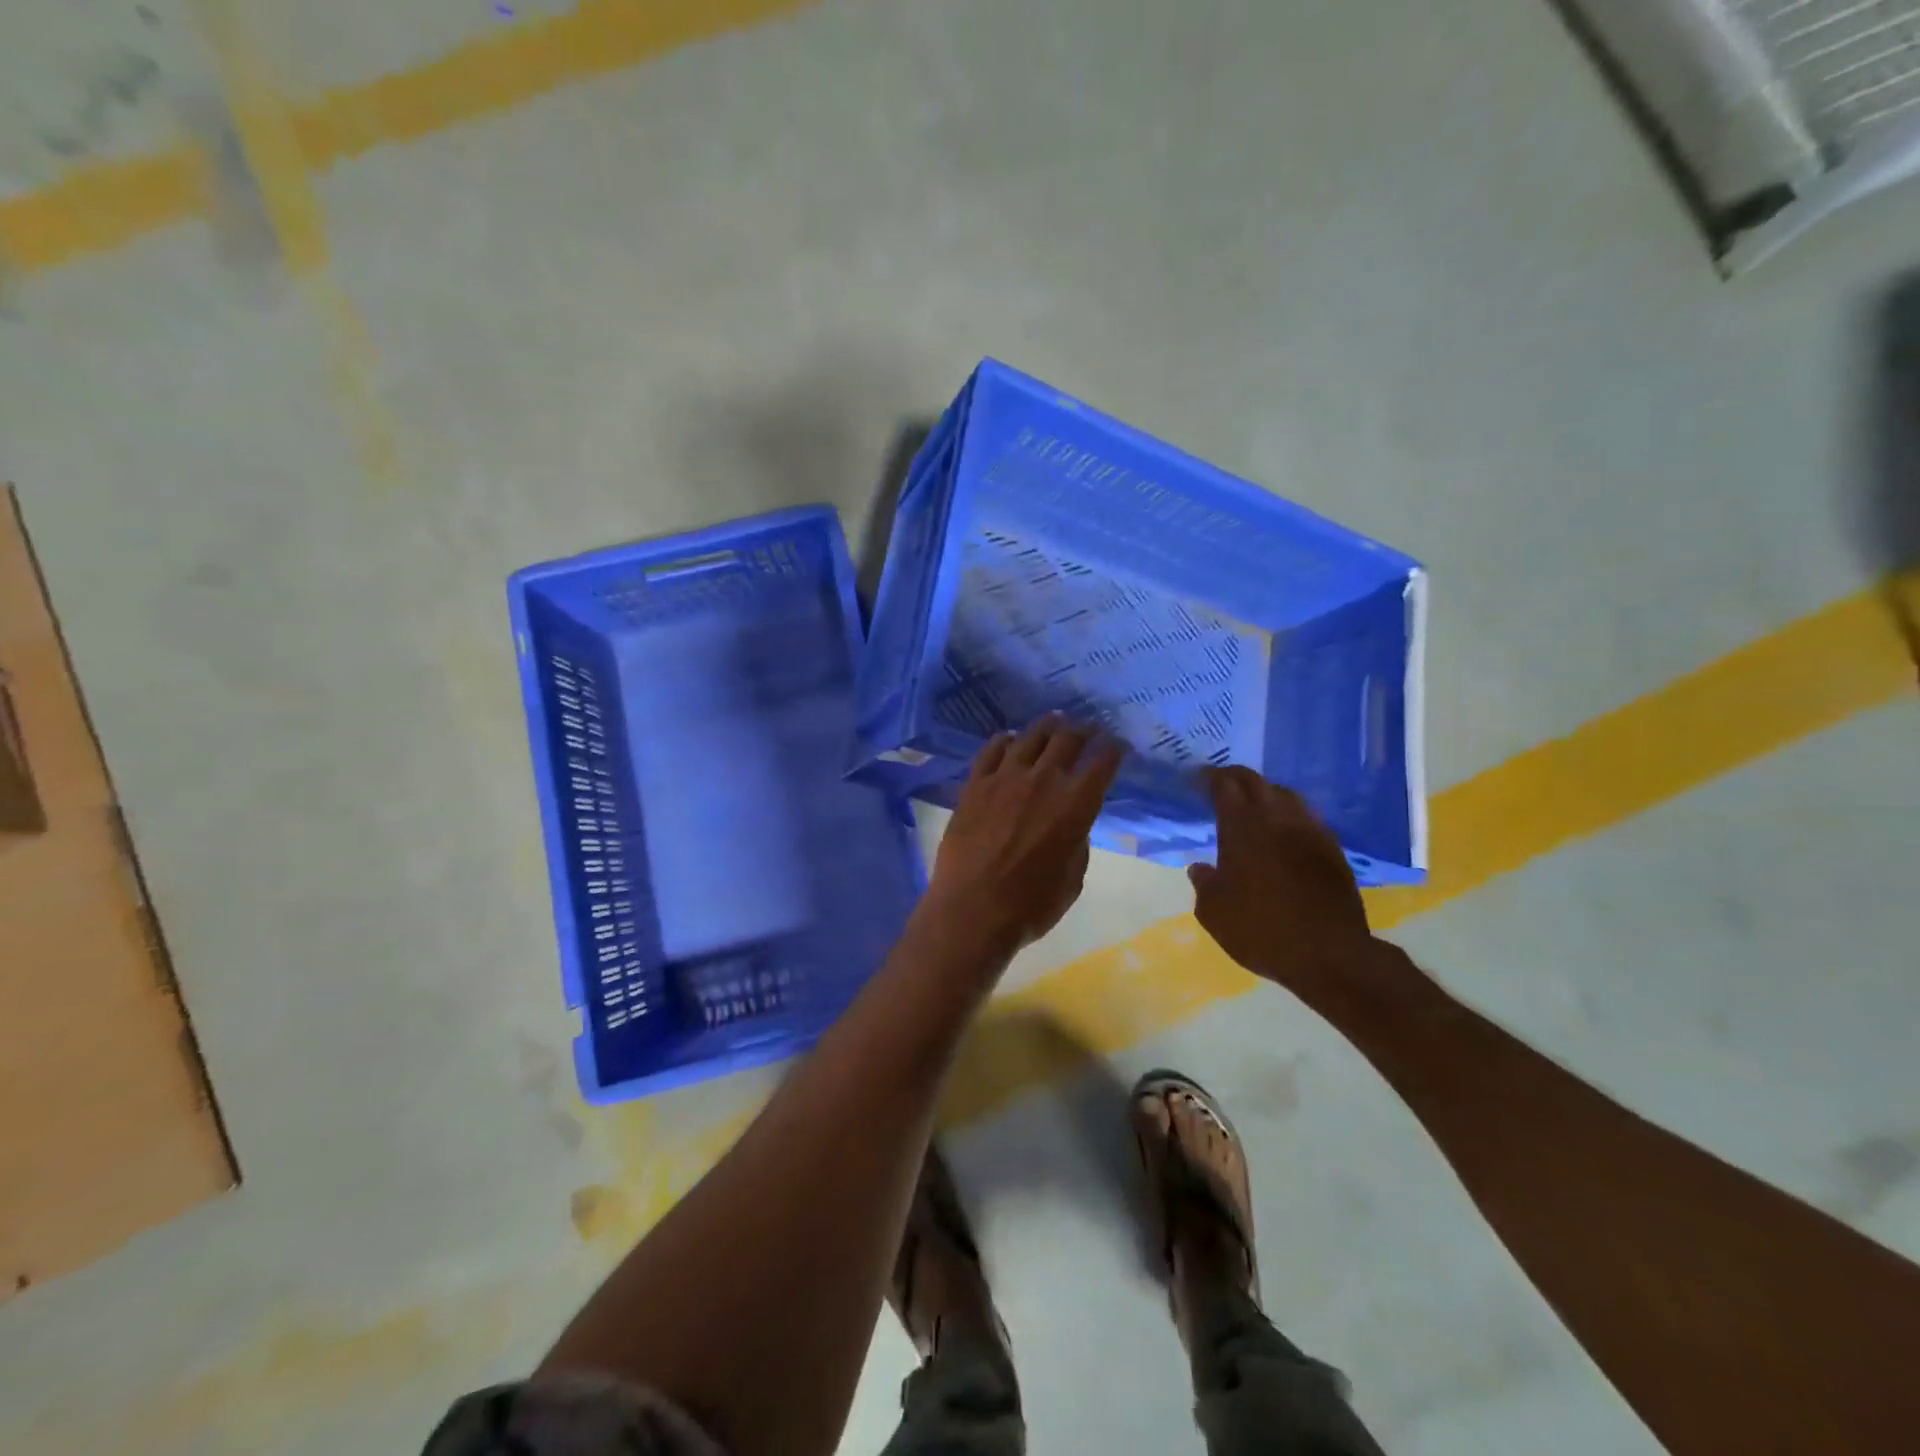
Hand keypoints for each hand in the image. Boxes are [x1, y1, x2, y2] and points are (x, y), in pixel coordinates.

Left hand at [924, 717, 1123, 952]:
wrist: (972, 911)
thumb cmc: (1031, 906)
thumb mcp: (1073, 879)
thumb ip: (1077, 842)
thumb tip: (1072, 823)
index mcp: (1076, 805)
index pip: (1103, 762)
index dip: (1114, 749)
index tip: (1118, 745)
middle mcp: (1043, 780)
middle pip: (1068, 739)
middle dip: (1084, 730)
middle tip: (1089, 728)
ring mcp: (1005, 778)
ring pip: (1030, 737)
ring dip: (1047, 726)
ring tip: (1054, 721)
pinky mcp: (974, 784)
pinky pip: (991, 750)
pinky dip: (1005, 740)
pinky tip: (1010, 739)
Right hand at [1187, 767, 1381, 1008]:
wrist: (1329, 954)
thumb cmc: (1261, 931)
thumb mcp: (1214, 913)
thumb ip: (1204, 884)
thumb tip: (1200, 868)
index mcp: (1241, 827)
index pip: (1224, 786)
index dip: (1208, 778)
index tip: (1197, 780)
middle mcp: (1276, 818)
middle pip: (1255, 781)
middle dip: (1234, 777)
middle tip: (1220, 784)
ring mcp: (1309, 830)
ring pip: (1285, 794)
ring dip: (1265, 792)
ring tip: (1254, 804)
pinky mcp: (1332, 848)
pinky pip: (1307, 816)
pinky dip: (1290, 814)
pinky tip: (1285, 829)